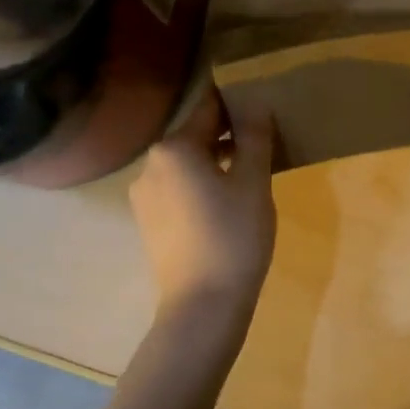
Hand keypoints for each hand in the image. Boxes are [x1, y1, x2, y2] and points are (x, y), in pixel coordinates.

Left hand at [129, 89, 276, 348]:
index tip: (261, 102)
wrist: (203, 306)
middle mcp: (150, 165)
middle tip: (264, 141)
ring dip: (216, 161)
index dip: (237, 102)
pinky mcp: (148, 221)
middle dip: (228, 134)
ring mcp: (144, 195)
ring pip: (187, 164)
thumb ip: (253, 136)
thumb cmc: (234, 236)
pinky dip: (202, 185)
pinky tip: (227, 202)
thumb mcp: (253, 181)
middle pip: (195, 136)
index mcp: (174, 148)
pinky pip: (179, 188)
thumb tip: (253, 102)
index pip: (209, 108)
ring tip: (251, 173)